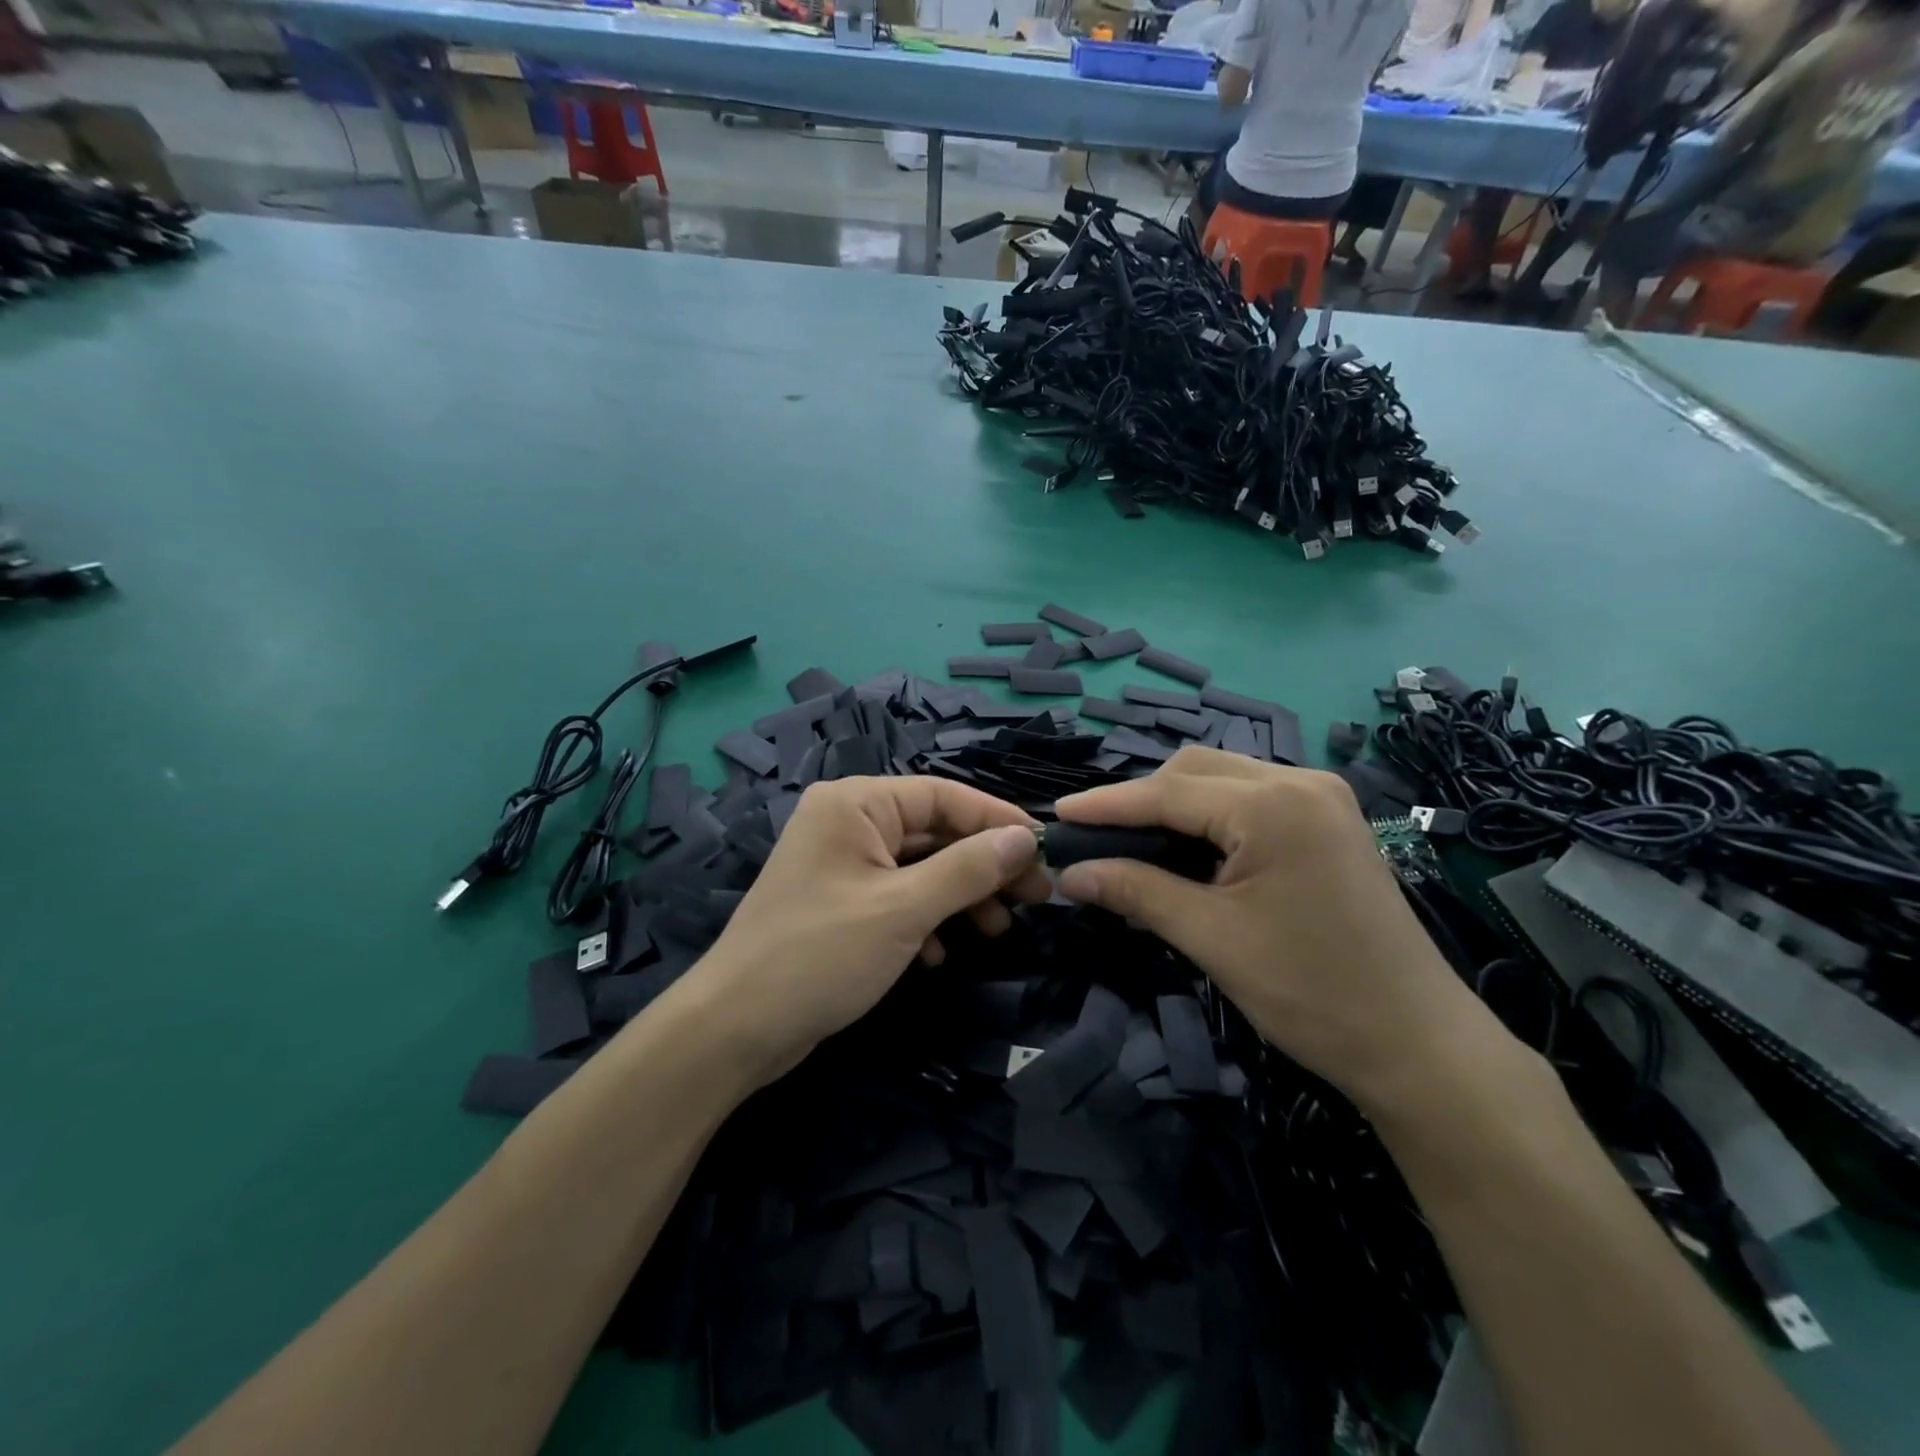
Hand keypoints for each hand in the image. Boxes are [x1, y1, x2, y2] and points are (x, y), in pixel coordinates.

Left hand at [687, 777, 1047, 1082]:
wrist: (734, 1030)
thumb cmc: (820, 956)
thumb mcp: (903, 909)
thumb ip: (968, 869)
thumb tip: (1024, 838)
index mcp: (856, 803)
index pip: (943, 795)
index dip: (996, 819)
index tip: (1045, 849)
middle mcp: (848, 822)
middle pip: (934, 831)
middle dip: (983, 865)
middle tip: (1035, 897)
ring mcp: (842, 864)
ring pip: (920, 867)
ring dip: (960, 896)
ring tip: (997, 930)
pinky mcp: (841, 902)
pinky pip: (898, 896)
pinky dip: (926, 919)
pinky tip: (940, 954)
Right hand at [1053, 748, 1492, 1106]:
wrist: (1417, 1043)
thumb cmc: (1311, 993)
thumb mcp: (1211, 939)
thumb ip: (1135, 892)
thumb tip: (1068, 874)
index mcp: (1274, 805)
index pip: (1168, 792)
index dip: (1106, 805)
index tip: (1056, 816)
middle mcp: (1300, 782)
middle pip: (1194, 769)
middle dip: (1140, 799)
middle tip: (1096, 839)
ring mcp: (1321, 798)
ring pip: (1222, 778)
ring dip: (1174, 804)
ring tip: (1133, 842)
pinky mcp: (1329, 820)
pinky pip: (1250, 798)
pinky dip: (1209, 815)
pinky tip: (1187, 845)